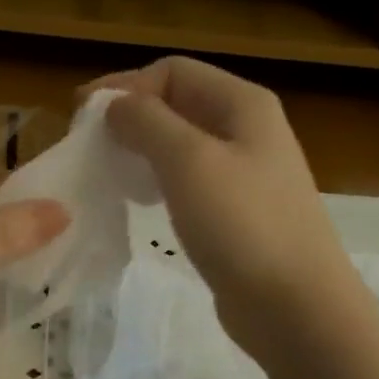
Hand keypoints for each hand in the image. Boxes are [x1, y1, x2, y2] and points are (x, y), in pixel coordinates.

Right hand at [89, 57, 358, 354]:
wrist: (296, 307)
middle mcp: (247, 129)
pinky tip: (140, 201)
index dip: (125, 86)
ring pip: (180, 144)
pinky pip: (188, 180)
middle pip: (177, 104)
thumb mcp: (188, 161)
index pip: (172, 71)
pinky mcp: (236, 211)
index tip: (82, 117)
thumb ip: (146, 122)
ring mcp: (245, 172)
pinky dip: (157, 180)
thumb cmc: (242, 225)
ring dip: (140, 149)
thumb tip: (115, 106)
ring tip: (109, 171)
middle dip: (130, 117)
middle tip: (90, 146)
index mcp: (242, 104)